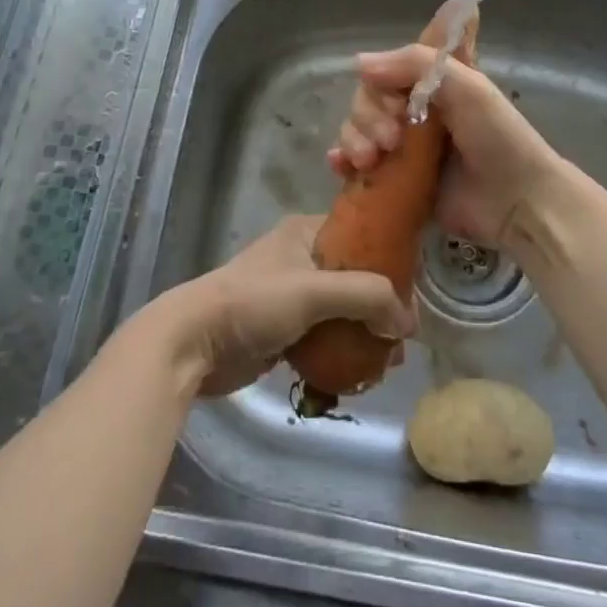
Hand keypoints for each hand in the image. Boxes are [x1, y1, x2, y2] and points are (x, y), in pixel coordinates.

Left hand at [145, 216, 415, 396]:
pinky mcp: (283, 329)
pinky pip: (325, 336)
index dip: (392, 263)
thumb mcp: (314, 290)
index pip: (363, 236)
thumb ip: (366, 297)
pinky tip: (359, 373)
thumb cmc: (253, 303)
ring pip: (343, 311)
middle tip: (400, 340)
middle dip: (381, 308)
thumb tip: (406, 323)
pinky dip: (342, 351)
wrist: (193, 343)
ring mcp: (292, 295)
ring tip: (386, 362)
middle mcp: (302, 258)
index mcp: (307, 233)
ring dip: (365, 334)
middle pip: (357, 278)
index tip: (413, 297)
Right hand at [326, 46, 565, 252]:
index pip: (386, 70)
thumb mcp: (467, 86)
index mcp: (431, 84)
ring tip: (371, 159)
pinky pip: (354, 166)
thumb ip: (416, 64)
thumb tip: (358, 63)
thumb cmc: (498, 138)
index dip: (381, 80)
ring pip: (356, 131)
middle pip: (365, 101)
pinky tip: (342, 165)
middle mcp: (413, 111)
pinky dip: (342, 161)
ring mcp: (401, 148)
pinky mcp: (394, 182)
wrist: (517, 202)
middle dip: (368, 117)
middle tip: (391, 139)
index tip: (394, 99)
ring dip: (354, 139)